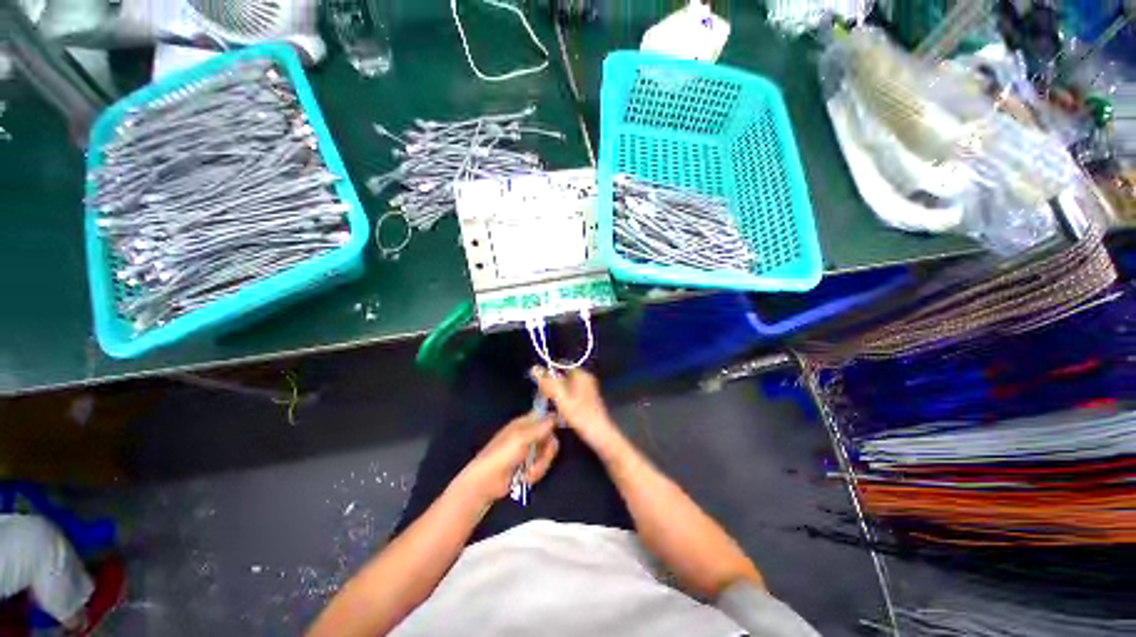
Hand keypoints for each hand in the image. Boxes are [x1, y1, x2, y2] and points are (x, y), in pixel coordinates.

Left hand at [456, 413, 559, 505]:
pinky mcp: (530, 465)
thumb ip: (540, 427)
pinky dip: (535, 473)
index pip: (545, 415)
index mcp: (525, 422)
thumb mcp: (521, 438)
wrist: (486, 482)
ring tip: (528, 472)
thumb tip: (555, 415)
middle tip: (540, 459)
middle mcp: (530, 434)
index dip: (553, 421)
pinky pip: (542, 466)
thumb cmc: (501, 455)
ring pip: (548, 453)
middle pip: (551, 437)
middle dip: (547, 451)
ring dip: (540, 465)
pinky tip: (525, 478)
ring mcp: (530, 451)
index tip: (558, 430)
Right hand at [531, 367, 624, 461]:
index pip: (561, 366)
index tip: (540, 384)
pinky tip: (559, 411)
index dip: (549, 373)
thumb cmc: (580, 415)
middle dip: (552, 385)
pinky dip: (564, 400)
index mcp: (582, 375)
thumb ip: (548, 383)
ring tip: (549, 404)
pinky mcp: (587, 401)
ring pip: (566, 387)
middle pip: (563, 376)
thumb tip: (534, 368)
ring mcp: (587, 390)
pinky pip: (571, 395)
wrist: (599, 435)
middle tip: (543, 396)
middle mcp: (586, 379)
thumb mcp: (561, 398)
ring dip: (557, 394)